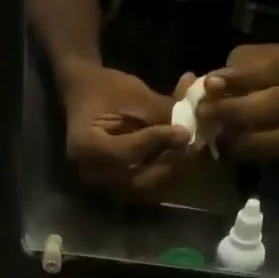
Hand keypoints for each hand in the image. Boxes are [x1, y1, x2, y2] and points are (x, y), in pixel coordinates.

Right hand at [57, 62, 192, 198]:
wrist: (85, 95)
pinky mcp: (114, 186)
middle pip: (137, 180)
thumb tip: (191, 129)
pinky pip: (143, 188)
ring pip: (144, 189)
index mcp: (86, 147)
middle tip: (193, 148)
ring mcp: (102, 184)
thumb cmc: (106, 88)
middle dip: (169, 163)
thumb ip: (160, 112)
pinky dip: (163, 175)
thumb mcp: (134, 93)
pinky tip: (177, 158)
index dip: (158, 143)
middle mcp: (91, 173)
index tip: (184, 132)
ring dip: (170, 172)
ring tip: (189, 152)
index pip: (127, 152)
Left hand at [199, 41, 278, 163]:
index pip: (272, 68)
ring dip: (236, 136)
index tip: (209, 83)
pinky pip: (268, 156)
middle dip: (233, 109)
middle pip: (272, 104)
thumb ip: (234, 71)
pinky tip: (224, 145)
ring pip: (272, 137)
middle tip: (202, 112)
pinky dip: (243, 152)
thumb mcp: (257, 57)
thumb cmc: (275, 69)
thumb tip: (207, 88)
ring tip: (211, 131)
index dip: (239, 78)